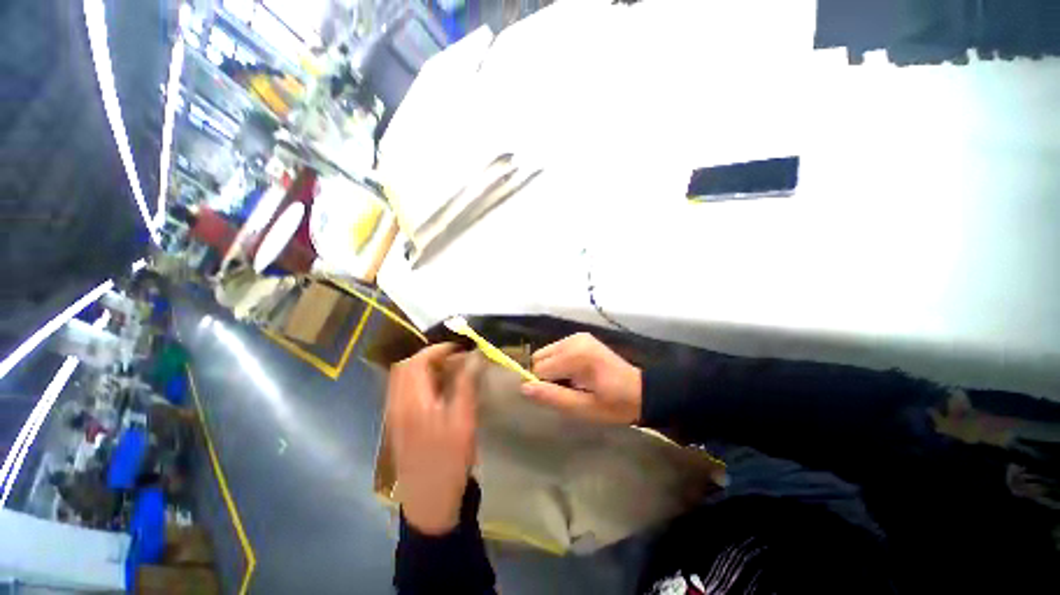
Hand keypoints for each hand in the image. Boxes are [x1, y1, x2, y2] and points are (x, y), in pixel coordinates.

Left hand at [386, 344, 478, 534]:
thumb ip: (466, 385)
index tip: (460, 348)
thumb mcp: (464, 421)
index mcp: (412, 403)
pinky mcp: (398, 424)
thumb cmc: (449, 461)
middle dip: (429, 356)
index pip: (417, 362)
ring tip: (448, 370)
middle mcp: (397, 405)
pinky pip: (404, 391)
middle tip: (454, 358)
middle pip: (405, 367)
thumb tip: (474, 357)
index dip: (438, 350)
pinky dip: (419, 381)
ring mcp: (394, 415)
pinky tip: (437, 389)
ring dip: (423, 368)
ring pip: (403, 378)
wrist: (429, 503)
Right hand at [521, 333, 641, 424]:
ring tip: (572, 383)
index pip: (539, 368)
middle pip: (540, 357)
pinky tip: (575, 373)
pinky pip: (556, 350)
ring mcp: (577, 336)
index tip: (558, 397)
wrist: (641, 391)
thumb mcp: (583, 408)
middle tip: (566, 390)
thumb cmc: (614, 404)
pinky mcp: (580, 337)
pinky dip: (558, 362)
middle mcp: (574, 340)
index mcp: (576, 355)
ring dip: (551, 369)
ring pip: (546, 353)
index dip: (543, 386)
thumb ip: (553, 397)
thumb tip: (524, 388)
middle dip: (546, 376)